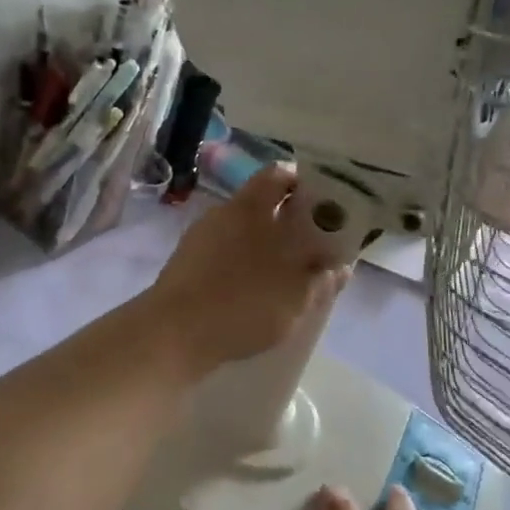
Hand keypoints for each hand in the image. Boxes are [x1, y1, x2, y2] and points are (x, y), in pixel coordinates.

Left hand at [145, 165, 346, 375]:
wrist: (171, 334)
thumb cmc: (242, 303)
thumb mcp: (296, 296)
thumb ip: (321, 278)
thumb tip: (338, 266)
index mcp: (249, 206)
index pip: (278, 175)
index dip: (303, 184)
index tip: (325, 204)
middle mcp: (222, 213)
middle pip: (261, 206)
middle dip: (287, 223)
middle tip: (312, 247)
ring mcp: (198, 239)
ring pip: (241, 233)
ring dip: (264, 248)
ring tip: (286, 277)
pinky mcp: (185, 266)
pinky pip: (223, 256)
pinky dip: (241, 267)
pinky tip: (253, 294)